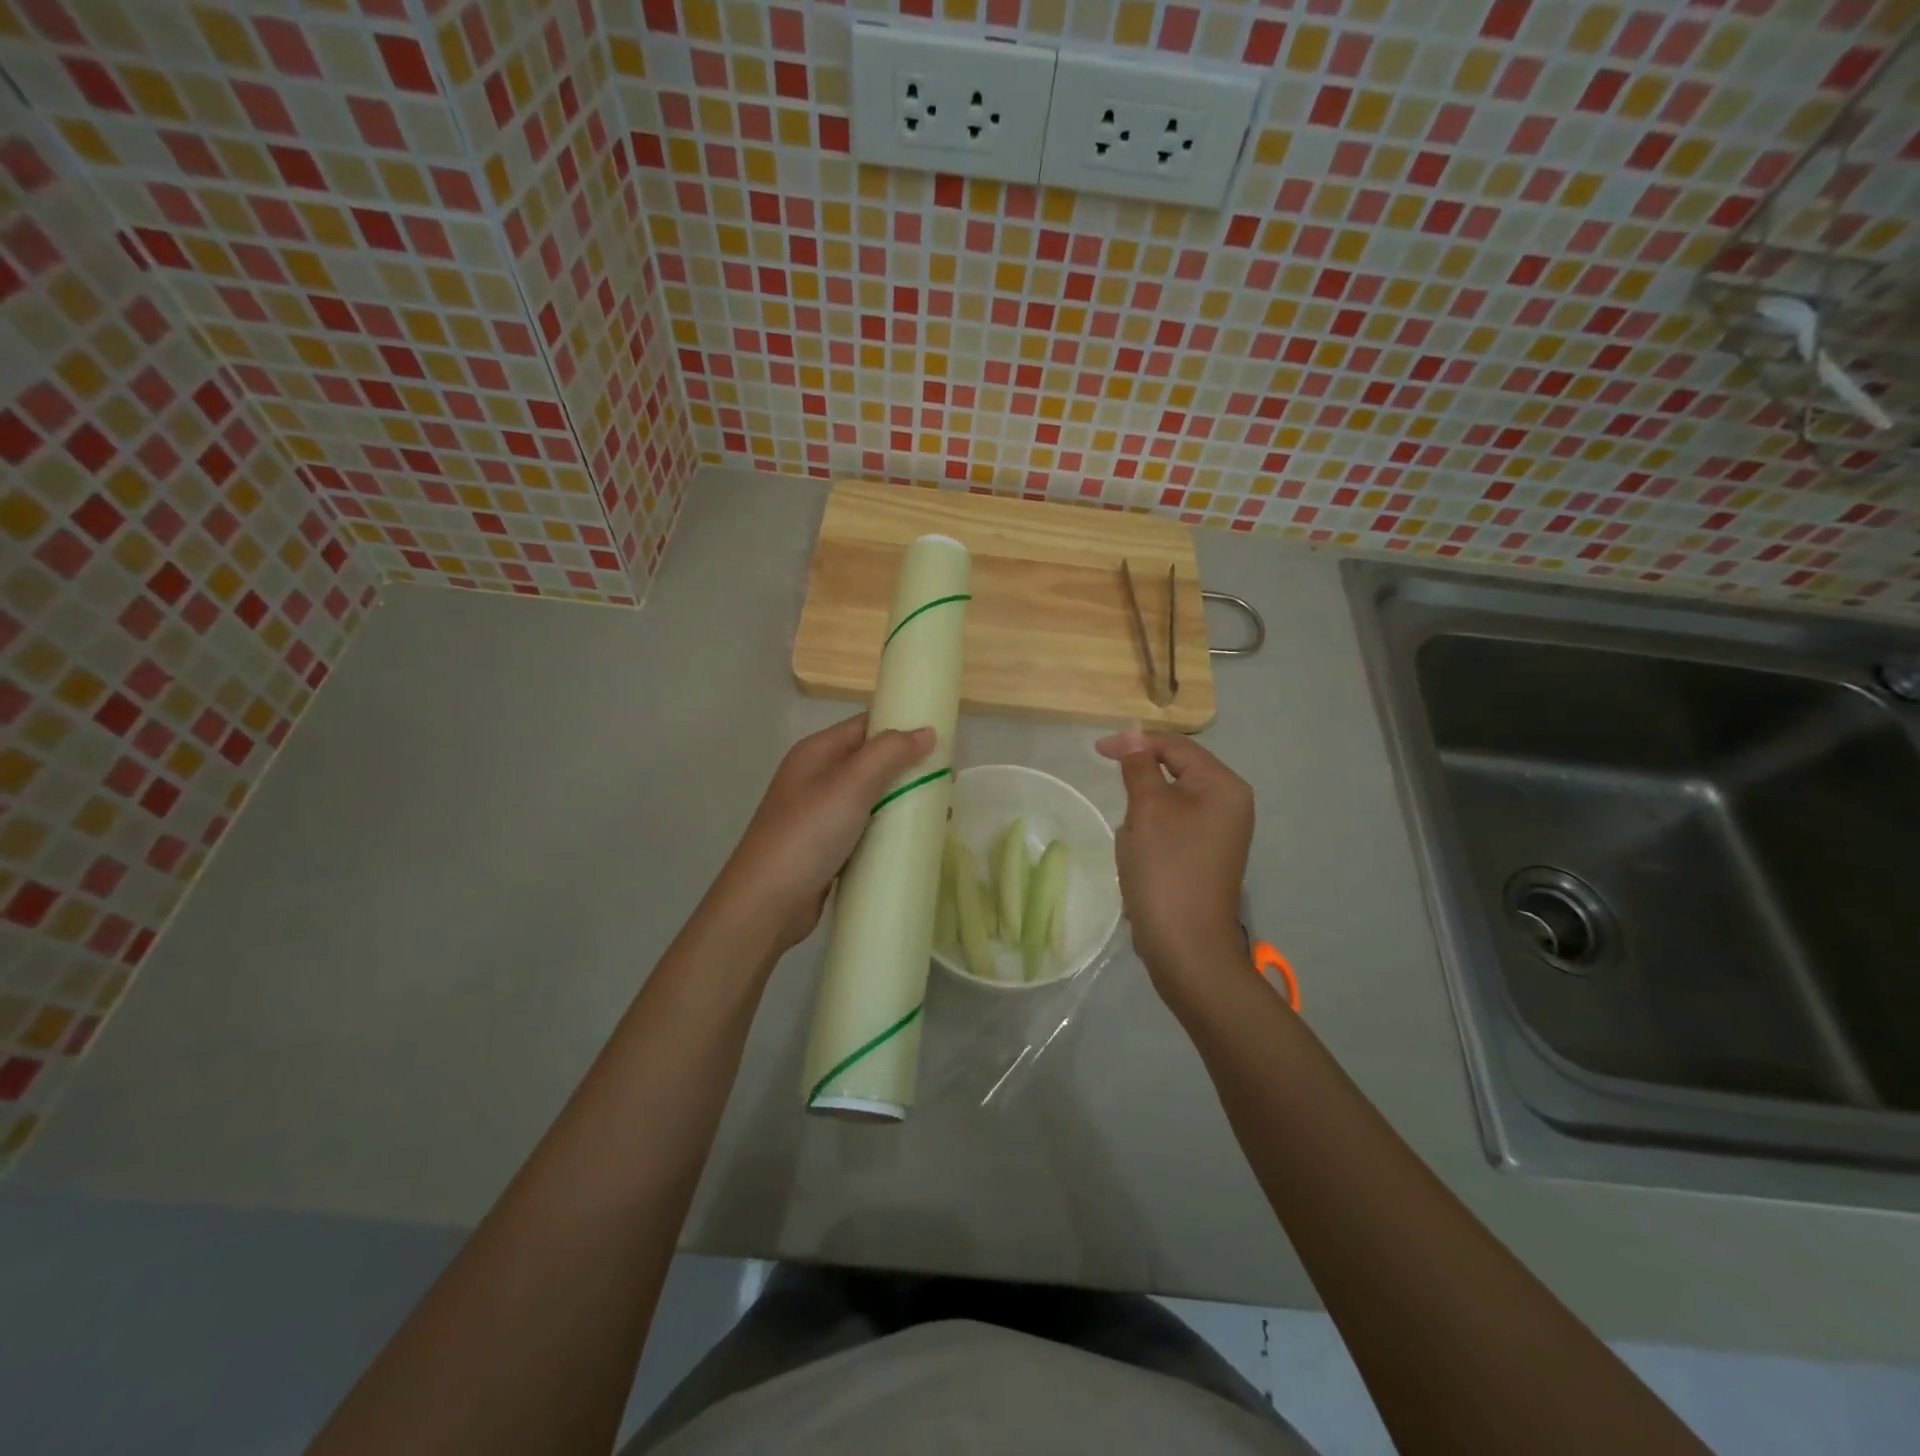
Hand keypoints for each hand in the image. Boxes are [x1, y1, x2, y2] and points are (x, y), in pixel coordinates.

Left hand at [722, 713, 934, 952]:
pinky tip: (912, 841)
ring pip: (871, 797)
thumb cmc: (808, 834)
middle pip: (871, 761)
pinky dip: (888, 830)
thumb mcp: (851, 784)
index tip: (942, 741)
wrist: (766, 903)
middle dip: (908, 769)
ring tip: (938, 814)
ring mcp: (820, 814)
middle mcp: (816, 777)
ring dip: (902, 801)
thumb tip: (927, 731)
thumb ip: (890, 753)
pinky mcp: (826, 847)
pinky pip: (865, 828)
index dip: (902, 727)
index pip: (866, 725)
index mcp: (817, 752)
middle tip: (947, 783)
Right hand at [1095, 729, 1252, 1004]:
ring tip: (1134, 843)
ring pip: (1169, 802)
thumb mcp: (1147, 810)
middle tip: (1118, 804)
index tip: (1096, 751)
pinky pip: (1172, 827)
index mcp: (1224, 787)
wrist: (1185, 946)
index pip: (1176, 747)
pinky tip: (1140, 857)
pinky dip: (1150, 834)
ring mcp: (1220, 832)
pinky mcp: (1205, 855)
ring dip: (1143, 814)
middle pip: (1176, 772)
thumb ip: (1139, 767)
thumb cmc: (1166, 869)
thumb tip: (1133, 736)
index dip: (1135, 743)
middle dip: (1140, 786)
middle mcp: (1230, 804)